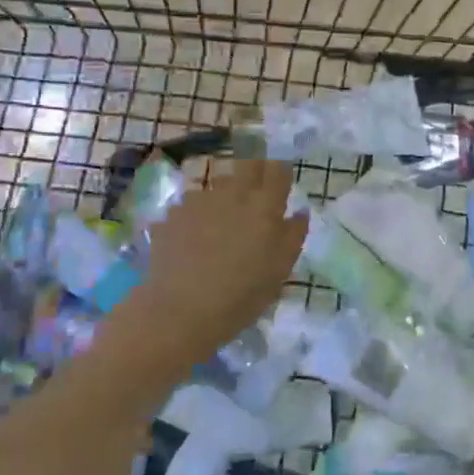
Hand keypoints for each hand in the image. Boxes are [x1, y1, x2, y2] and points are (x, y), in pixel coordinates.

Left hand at [121, 157, 305, 365]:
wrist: (180, 310)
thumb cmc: (241, 296)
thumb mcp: (279, 271)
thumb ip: (293, 236)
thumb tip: (300, 211)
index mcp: (264, 206)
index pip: (278, 171)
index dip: (281, 173)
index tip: (281, 184)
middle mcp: (233, 194)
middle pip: (248, 164)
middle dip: (255, 171)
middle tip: (256, 193)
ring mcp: (199, 201)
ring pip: (218, 183)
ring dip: (225, 193)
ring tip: (223, 219)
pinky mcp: (173, 214)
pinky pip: (192, 204)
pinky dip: (198, 214)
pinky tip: (194, 237)